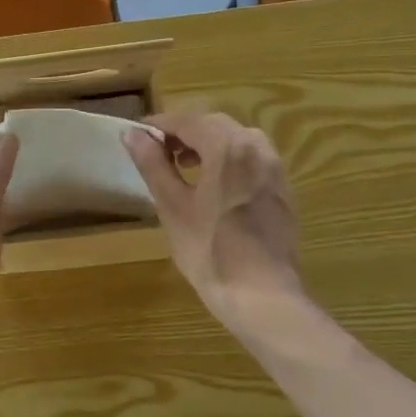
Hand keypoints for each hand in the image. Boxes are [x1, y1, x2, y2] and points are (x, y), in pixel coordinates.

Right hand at [123, 111, 301, 323]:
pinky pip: (253, 159)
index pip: (187, 120)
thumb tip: (132, 134)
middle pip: (214, 125)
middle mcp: (256, 148)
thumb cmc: (210, 251)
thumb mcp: (173, 207)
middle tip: (158, 154)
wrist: (263, 295)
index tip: (137, 136)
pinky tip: (215, 188)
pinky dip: (230, 160)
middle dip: (184, 133)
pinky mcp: (283, 190)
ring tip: (186, 170)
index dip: (159, 125)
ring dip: (209, 145)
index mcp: (227, 147)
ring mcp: (275, 169)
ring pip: (237, 140)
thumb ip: (153, 165)